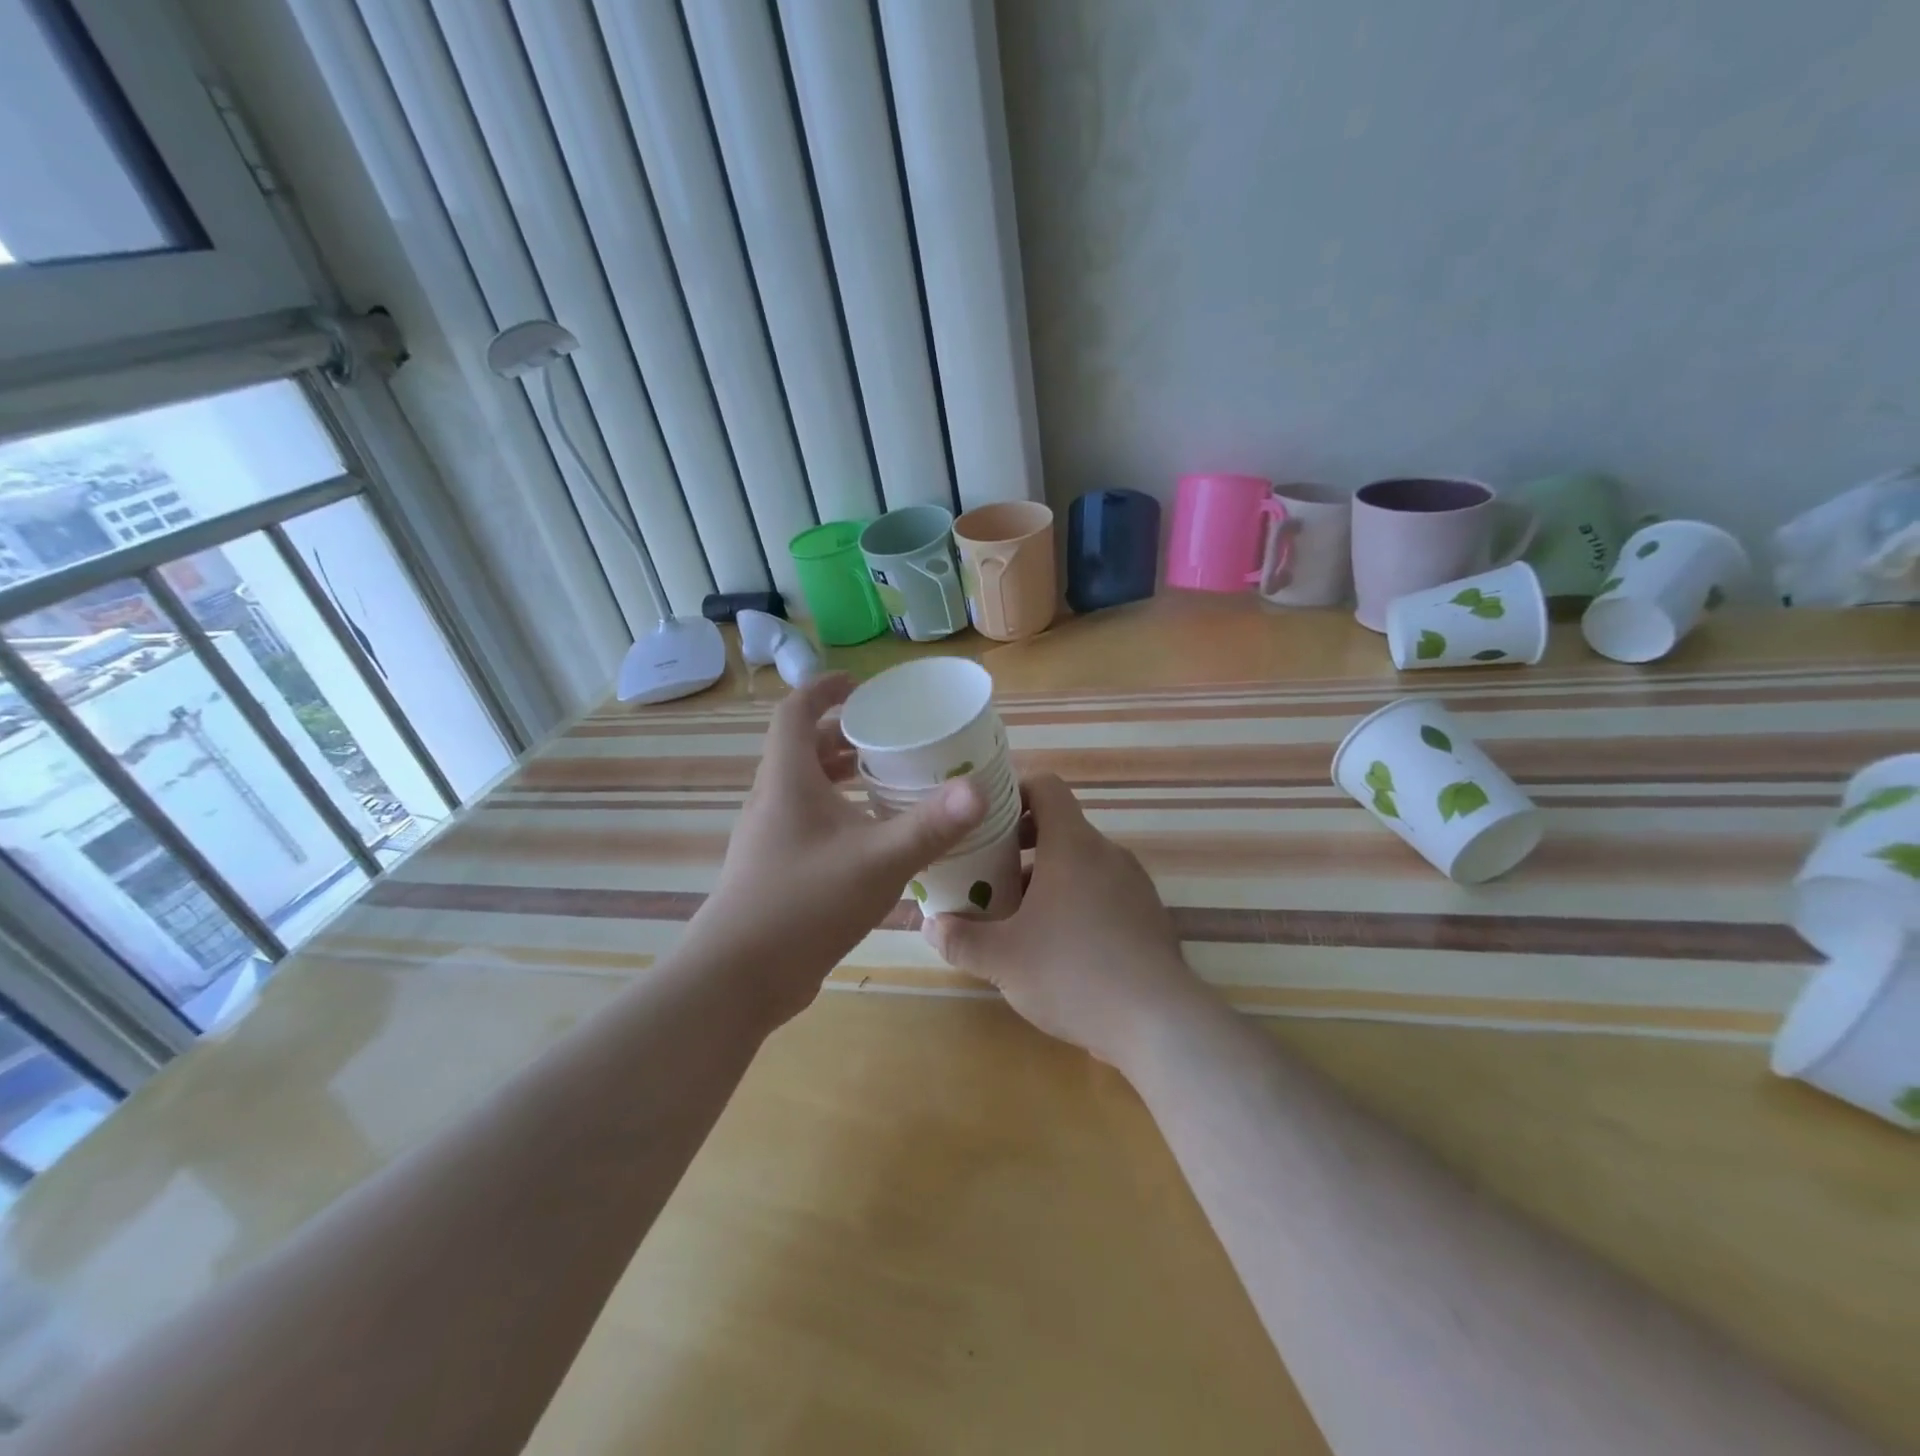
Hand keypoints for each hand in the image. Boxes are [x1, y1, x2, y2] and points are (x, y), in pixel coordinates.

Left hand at [689, 673, 985, 1026]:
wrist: (739, 978)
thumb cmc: (804, 904)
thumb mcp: (877, 861)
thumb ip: (930, 826)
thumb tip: (978, 789)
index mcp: (787, 780)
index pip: (795, 711)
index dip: (825, 690)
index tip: (862, 686)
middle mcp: (772, 800)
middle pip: (803, 749)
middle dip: (844, 736)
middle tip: (889, 738)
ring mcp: (770, 837)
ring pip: (805, 789)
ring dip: (841, 777)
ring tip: (886, 782)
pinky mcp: (775, 869)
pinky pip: (808, 823)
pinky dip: (838, 815)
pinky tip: (873, 841)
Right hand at [921, 773, 1208, 1067]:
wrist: (1159, 1023)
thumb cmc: (1073, 973)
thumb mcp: (1002, 960)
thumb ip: (960, 939)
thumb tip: (931, 925)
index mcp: (1073, 845)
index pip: (1046, 787)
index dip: (1013, 791)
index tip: (985, 818)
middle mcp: (1107, 853)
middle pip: (1060, 827)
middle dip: (1019, 846)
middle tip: (987, 874)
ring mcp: (1134, 884)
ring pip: (1081, 864)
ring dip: (1046, 878)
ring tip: (1016, 917)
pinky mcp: (1148, 916)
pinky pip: (1103, 892)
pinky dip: (1076, 902)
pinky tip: (1058, 946)